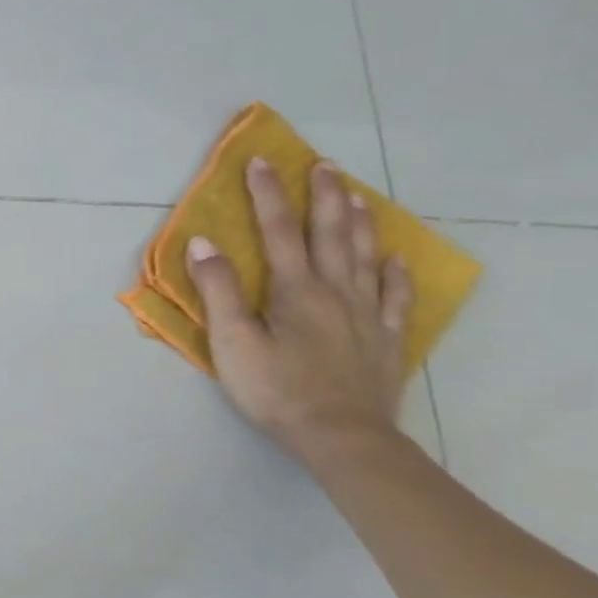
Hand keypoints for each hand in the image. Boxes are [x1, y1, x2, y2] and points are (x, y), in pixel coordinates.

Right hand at [185, 159, 412, 458]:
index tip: (260, 163)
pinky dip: (393, 270)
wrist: (340, 435)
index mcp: (294, 289)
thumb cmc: (275, 388)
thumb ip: (219, 291)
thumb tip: (204, 243)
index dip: (268, 195)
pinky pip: (393, 294)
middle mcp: (335, 290)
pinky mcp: (383, 337)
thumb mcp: (232, 341)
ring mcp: (365, 312)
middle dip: (324, 196)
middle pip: (330, 233)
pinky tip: (392, 257)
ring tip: (356, 195)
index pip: (278, 230)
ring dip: (358, 222)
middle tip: (324, 165)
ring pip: (364, 255)